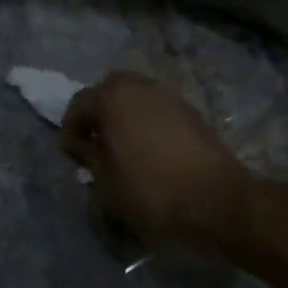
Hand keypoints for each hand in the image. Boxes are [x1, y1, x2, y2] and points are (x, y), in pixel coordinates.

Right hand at [61, 73, 250, 252]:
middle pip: (110, 92)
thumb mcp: (105, 182)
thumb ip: (89, 158)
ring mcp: (170, 96)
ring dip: (125, 117)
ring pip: (137, 98)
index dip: (71, 130)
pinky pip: (158, 110)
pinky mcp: (192, 112)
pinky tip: (149, 152)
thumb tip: (86, 147)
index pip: (79, 104)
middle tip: (96, 145)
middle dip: (99, 114)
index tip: (72, 156)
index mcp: (113, 97)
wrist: (216, 201)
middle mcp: (141, 86)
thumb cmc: (151, 191)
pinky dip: (148, 123)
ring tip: (123, 149)